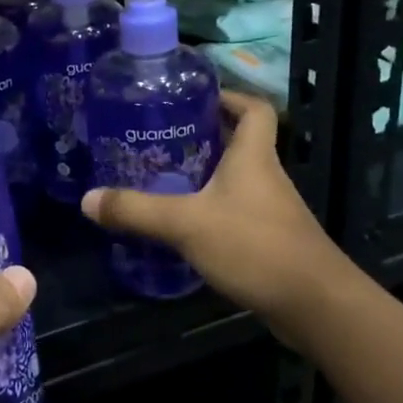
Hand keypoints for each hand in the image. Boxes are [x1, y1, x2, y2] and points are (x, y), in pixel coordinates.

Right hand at [81, 91, 349, 336]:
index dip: (229, 96)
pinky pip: (235, 211)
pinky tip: (183, 225)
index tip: (195, 97)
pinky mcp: (269, 240)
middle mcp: (266, 176)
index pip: (252, 108)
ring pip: (235, 179)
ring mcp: (270, 210)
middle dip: (203, 136)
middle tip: (160, 138)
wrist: (314, 305)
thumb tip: (88, 200)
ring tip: (162, 178)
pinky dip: (211, 210)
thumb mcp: (187, 224)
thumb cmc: (255, 247)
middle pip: (239, 141)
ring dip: (205, 175)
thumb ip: (137, 211)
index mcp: (253, 157)